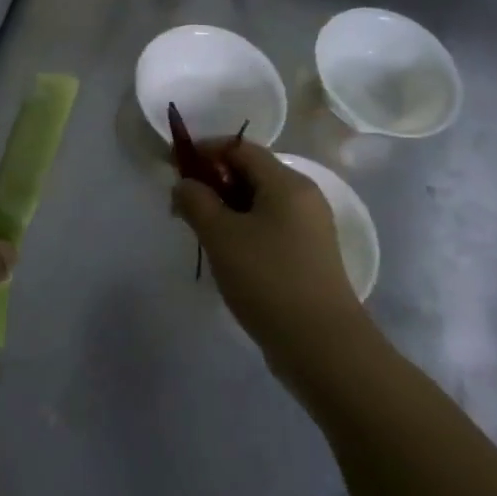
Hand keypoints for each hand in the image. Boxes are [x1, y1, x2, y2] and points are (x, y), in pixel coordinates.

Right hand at [172, 140, 364, 365]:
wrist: (322, 347)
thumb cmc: (268, 279)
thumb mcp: (220, 235)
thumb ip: (195, 201)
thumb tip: (184, 184)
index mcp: (287, 183)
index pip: (240, 148)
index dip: (204, 152)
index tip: (173, 167)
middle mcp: (303, 198)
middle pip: (251, 173)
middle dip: (212, 183)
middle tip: (181, 206)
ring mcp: (309, 229)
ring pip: (258, 203)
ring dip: (224, 209)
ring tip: (198, 232)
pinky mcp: (308, 257)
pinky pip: (269, 228)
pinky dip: (242, 230)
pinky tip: (225, 255)